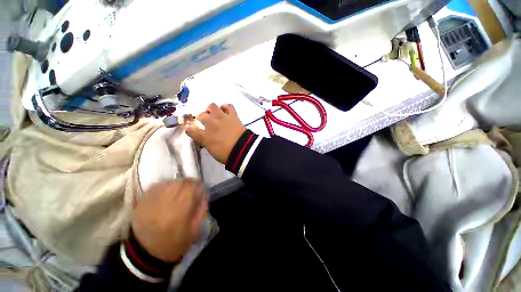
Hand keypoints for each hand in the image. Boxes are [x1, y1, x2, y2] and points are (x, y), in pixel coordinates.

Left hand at [131, 180, 206, 261]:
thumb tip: (203, 194)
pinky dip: (166, 186)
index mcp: (180, 209)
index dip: (198, 185)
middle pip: (181, 181)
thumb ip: (202, 209)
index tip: (200, 189)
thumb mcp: (195, 230)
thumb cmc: (174, 243)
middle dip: (189, 183)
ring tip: (179, 192)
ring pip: (170, 182)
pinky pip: (158, 185)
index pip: (192, 186)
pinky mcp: (143, 200)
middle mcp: (166, 200)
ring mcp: (152, 199)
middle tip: (191, 190)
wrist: (145, 253)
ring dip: (178, 184)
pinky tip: (167, 194)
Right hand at [186, 103, 245, 163]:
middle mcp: (211, 124)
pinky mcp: (232, 116)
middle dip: (201, 117)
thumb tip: (204, 138)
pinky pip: (228, 106)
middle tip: (205, 121)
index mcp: (205, 136)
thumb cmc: (227, 155)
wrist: (242, 149)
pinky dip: (226, 107)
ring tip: (214, 113)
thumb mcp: (213, 152)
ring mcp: (222, 118)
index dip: (189, 128)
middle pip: (200, 115)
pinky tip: (225, 110)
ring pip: (212, 106)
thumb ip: (206, 143)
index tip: (190, 128)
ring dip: (211, 109)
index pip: (191, 130)